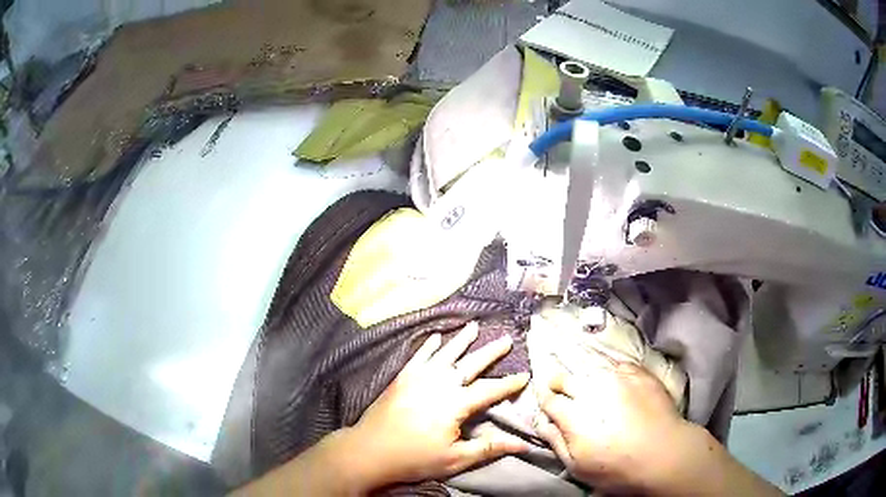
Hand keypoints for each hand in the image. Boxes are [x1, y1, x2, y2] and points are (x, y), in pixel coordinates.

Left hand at [344, 322, 530, 488]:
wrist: (370, 450)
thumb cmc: (415, 458)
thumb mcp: (456, 459)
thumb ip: (489, 448)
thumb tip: (524, 443)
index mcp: (455, 404)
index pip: (490, 390)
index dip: (509, 383)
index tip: (526, 375)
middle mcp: (439, 383)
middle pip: (470, 364)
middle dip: (491, 352)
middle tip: (507, 339)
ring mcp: (418, 377)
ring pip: (445, 354)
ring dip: (461, 340)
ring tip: (474, 326)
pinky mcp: (401, 378)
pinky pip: (419, 356)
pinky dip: (429, 346)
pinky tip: (436, 338)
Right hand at [534, 361, 695, 493]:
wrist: (665, 454)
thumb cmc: (618, 468)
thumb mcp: (578, 467)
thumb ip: (557, 442)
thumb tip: (542, 422)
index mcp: (574, 415)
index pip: (549, 400)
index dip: (546, 402)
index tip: (549, 406)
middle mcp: (592, 390)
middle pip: (565, 377)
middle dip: (559, 384)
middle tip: (564, 394)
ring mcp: (618, 378)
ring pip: (590, 369)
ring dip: (585, 379)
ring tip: (592, 390)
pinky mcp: (639, 373)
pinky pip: (616, 365)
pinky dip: (611, 373)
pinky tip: (616, 384)